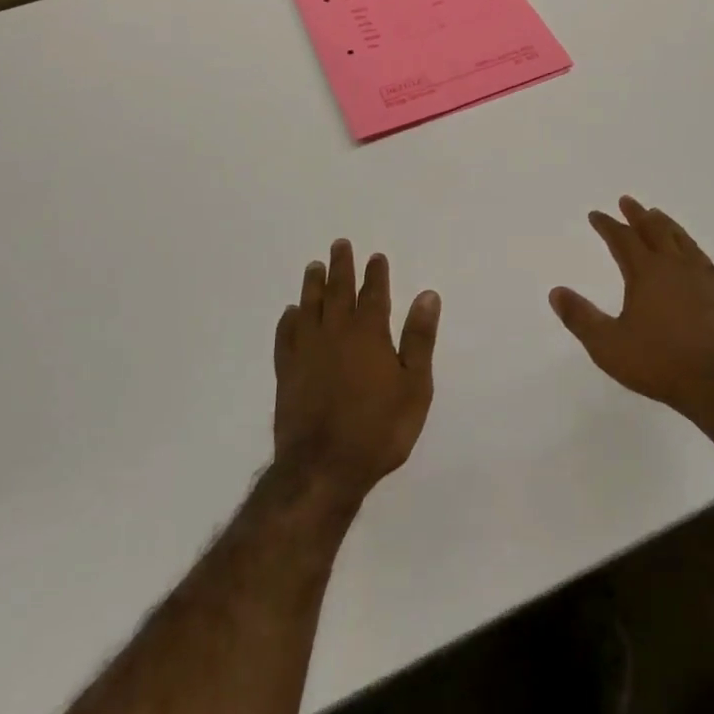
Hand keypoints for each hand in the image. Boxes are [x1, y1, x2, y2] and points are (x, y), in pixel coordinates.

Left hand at [273, 240, 440, 503]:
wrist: (323, 468)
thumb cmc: (379, 429)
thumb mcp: (414, 386)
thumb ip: (419, 338)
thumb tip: (427, 295)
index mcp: (369, 333)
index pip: (373, 294)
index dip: (376, 274)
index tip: (376, 256)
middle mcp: (336, 333)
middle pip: (338, 291)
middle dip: (341, 267)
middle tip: (339, 245)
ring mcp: (307, 351)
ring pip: (309, 307)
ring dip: (313, 285)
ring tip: (314, 267)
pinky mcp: (286, 373)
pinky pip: (285, 337)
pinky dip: (288, 321)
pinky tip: (290, 313)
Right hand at [550, 197, 713, 426]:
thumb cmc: (658, 362)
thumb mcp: (608, 345)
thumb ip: (580, 317)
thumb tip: (556, 292)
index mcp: (646, 272)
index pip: (623, 239)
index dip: (607, 225)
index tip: (595, 215)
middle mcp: (673, 266)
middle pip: (654, 230)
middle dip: (637, 215)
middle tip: (626, 201)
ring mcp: (699, 277)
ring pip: (680, 239)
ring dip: (664, 224)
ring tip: (656, 214)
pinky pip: (700, 256)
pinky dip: (689, 244)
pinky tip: (690, 250)